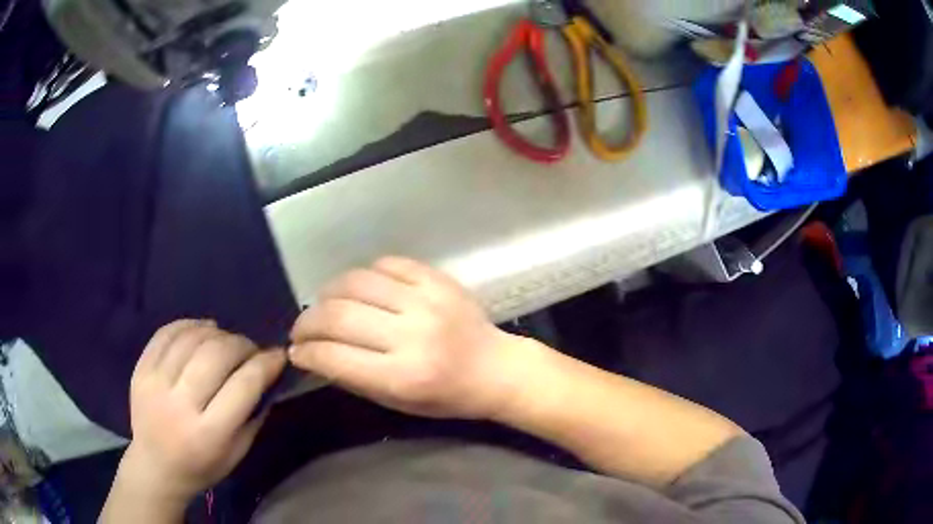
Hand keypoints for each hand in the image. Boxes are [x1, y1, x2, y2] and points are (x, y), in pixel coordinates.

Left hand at [116, 320, 285, 506]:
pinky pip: (166, 333)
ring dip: (217, 332)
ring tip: (226, 340)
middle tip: (251, 350)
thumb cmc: (201, 467)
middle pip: (215, 355)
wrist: (155, 467)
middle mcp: (179, 404)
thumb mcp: (236, 454)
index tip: (278, 355)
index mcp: (209, 433)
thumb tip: (267, 374)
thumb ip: (253, 415)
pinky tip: (202, 329)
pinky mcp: (140, 370)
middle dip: (241, 344)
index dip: (265, 364)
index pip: (243, 385)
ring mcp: (155, 383)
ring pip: (191, 339)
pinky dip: (189, 324)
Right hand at [289, 257, 525, 419]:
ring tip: (324, 305)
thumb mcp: (398, 402)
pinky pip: (387, 263)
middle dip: (307, 322)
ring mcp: (426, 301)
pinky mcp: (437, 278)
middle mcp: (412, 335)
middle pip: (339, 315)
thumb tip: (314, 353)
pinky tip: (360, 288)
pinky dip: (364, 274)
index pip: (335, 357)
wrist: (496, 368)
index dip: (306, 352)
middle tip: (300, 329)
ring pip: (356, 282)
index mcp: (404, 376)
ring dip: (328, 293)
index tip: (295, 351)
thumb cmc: (447, 397)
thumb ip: (353, 378)